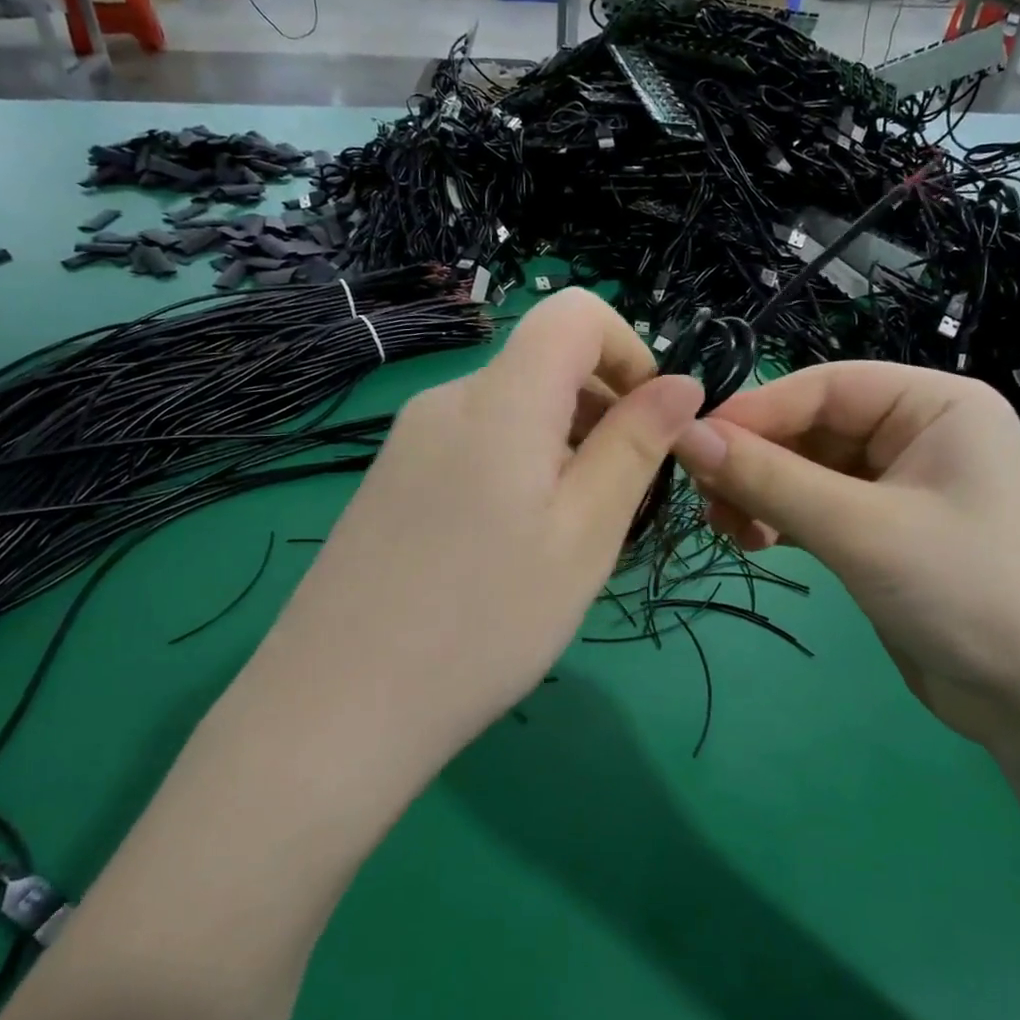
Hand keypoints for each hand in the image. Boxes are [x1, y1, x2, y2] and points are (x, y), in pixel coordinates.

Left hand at [262, 289, 702, 761]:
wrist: (338, 707)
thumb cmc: (485, 622)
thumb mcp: (585, 535)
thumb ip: (635, 446)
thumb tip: (681, 384)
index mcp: (500, 399)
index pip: (574, 313)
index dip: (629, 350)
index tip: (651, 424)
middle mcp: (447, 400)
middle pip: (544, 366)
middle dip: (601, 414)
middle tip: (617, 507)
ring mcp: (409, 441)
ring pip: (512, 413)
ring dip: (561, 451)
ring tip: (565, 541)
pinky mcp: (390, 480)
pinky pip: (473, 447)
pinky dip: (516, 472)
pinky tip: (509, 551)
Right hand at [673, 362, 1019, 748]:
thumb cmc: (971, 593)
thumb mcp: (861, 529)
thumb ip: (770, 479)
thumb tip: (684, 435)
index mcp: (934, 404)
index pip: (823, 386)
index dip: (754, 412)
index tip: (689, 445)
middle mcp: (918, 434)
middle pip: (811, 427)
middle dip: (755, 459)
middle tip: (703, 497)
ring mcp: (902, 486)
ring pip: (808, 470)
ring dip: (762, 492)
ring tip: (725, 526)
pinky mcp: (886, 533)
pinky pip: (818, 508)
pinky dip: (782, 520)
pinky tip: (754, 541)